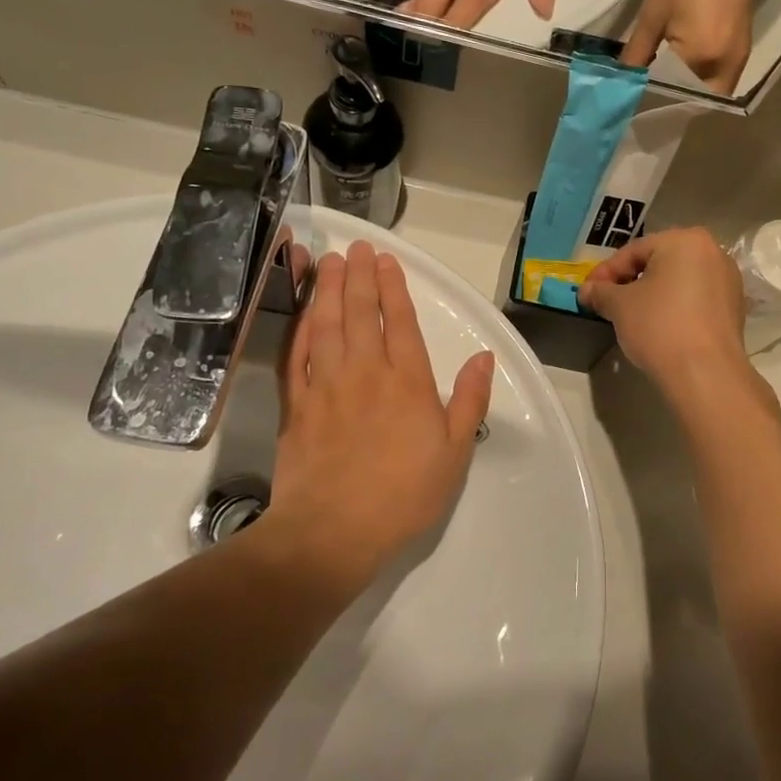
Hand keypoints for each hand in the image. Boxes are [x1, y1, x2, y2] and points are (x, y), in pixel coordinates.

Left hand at [265, 241, 494, 591]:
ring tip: (327, 262)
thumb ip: (470, 400)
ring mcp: (326, 385)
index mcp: (407, 381)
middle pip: (359, 312)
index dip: (393, 287)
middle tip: (355, 248)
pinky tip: (302, 312)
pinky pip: (296, 355)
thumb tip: (485, 357)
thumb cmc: (404, 494)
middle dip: (358, 276)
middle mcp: (365, 372)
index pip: (400, 321)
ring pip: (325, 325)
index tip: (386, 260)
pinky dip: (299, 328)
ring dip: (326, 290)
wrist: (333, 532)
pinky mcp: (296, 405)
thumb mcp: (455, 452)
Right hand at [579, 229, 748, 392]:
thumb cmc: (659, 326)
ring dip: (653, 293)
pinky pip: (696, 298)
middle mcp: (713, 251)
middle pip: (659, 262)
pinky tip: (660, 326)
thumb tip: (588, 291)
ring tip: (631, 315)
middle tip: (607, 301)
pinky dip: (675, 306)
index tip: (588, 292)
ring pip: (679, 280)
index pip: (634, 251)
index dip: (606, 272)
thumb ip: (601, 292)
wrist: (705, 372)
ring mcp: (728, 279)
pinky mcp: (735, 307)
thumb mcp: (620, 305)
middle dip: (630, 280)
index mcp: (685, 240)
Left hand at [621, 0, 765, 93]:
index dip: (650, 96)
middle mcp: (724, 67)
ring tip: (659, 81)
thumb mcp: (654, 12)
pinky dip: (700, 80)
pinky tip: (679, 67)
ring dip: (686, 92)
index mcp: (701, 58)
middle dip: (672, 101)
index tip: (631, 96)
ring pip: (709, 92)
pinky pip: (720, 78)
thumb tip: (624, 79)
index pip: (671, 94)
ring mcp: (738, 59)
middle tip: (646, 91)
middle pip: (695, 102)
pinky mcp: (743, 49)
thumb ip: (638, 52)